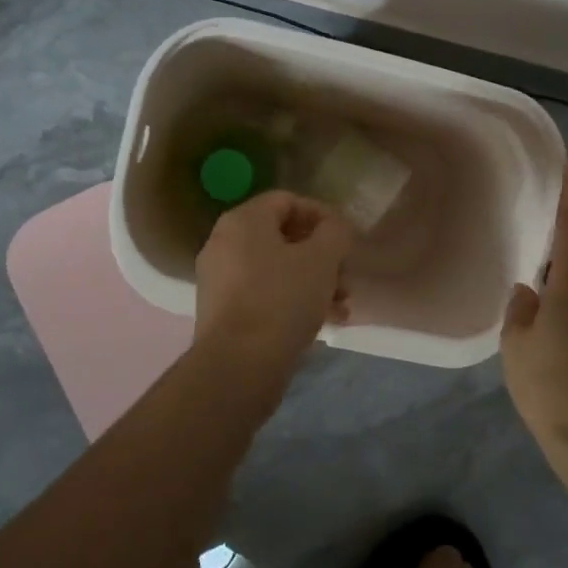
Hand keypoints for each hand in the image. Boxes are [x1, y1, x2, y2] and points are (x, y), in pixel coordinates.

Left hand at [194, 190, 353, 380]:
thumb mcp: (322, 259)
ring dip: (313, 282)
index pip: (288, 201)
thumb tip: (334, 228)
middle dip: (322, 256)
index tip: (347, 238)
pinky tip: (323, 322)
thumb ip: (335, 233)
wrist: (238, 366)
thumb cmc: (282, 299)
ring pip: (276, 269)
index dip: (322, 215)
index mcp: (243, 221)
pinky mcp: (223, 312)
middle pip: (283, 237)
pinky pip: (264, 294)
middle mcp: (224, 243)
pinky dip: (293, 301)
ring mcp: (220, 279)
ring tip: (342, 305)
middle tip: (346, 275)